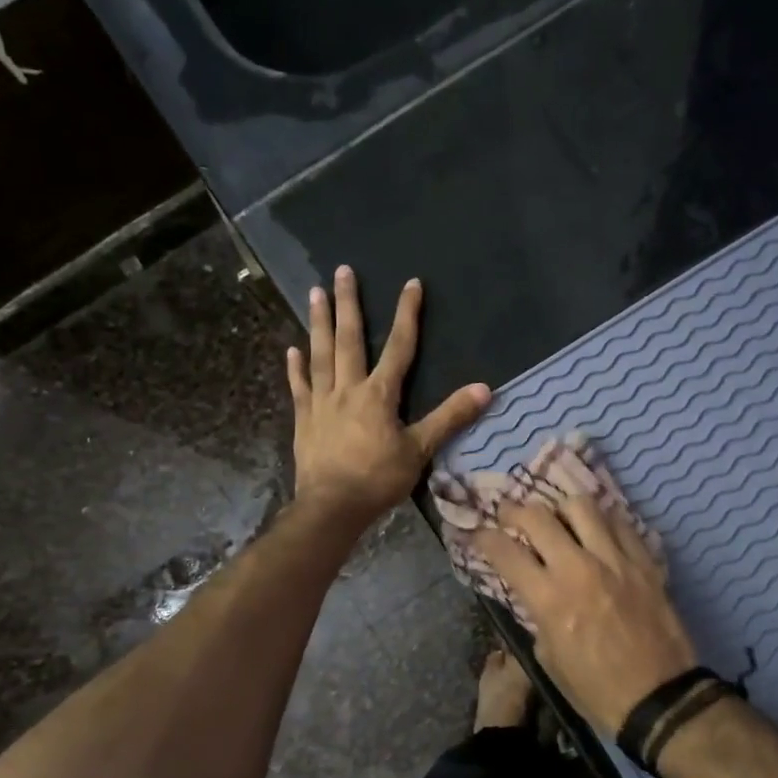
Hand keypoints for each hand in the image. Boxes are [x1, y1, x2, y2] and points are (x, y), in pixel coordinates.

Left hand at [288, 266, 490, 530]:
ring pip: (320, 355)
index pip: (399, 347)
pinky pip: (300, 387)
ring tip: (314, 292)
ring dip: (319, 323)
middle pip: (349, 339)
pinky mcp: (304, 419)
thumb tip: (485, 389)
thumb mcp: (420, 450)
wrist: (332, 507)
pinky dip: (296, 367)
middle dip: (349, 304)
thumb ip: (450, 418)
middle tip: (342, 271)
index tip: (411, 284)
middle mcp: (348, 389)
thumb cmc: (378, 479)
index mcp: (379, 395)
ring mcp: (322, 402)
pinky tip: (291, 348)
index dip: (407, 315)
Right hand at [471, 496, 698, 736]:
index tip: (478, 534)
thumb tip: (535, 591)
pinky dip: (602, 522)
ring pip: (582, 506)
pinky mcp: (645, 562)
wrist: (660, 700)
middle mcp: (579, 568)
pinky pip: (620, 523)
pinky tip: (597, 534)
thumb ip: (538, 616)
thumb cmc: (596, 690)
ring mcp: (616, 560)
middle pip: (538, 516)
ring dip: (561, 510)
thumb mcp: (549, 659)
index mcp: (550, 599)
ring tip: (559, 521)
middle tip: (510, 515)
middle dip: (515, 511)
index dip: (484, 538)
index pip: (506, 552)